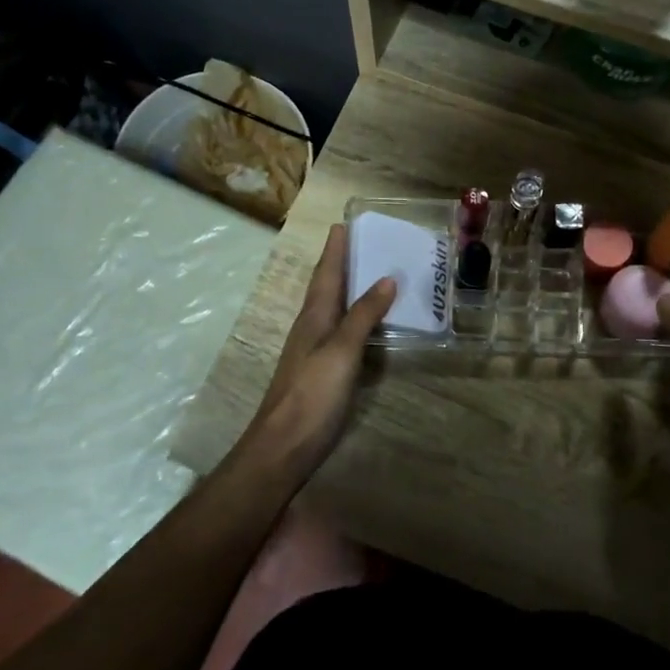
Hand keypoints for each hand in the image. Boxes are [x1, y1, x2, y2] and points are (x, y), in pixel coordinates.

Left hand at [245, 224, 395, 464]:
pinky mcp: (321, 371)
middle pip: (327, 287)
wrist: (283, 446)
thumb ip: (363, 315)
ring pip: (332, 309)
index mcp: (314, 316)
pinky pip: (340, 331)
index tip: (342, 223)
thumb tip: (386, 278)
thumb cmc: (312, 394)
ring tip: (371, 274)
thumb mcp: (341, 350)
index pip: (325, 272)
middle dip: (342, 263)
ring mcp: (314, 350)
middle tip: (364, 242)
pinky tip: (367, 324)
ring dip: (349, 289)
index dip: (334, 249)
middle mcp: (311, 327)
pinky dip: (354, 318)